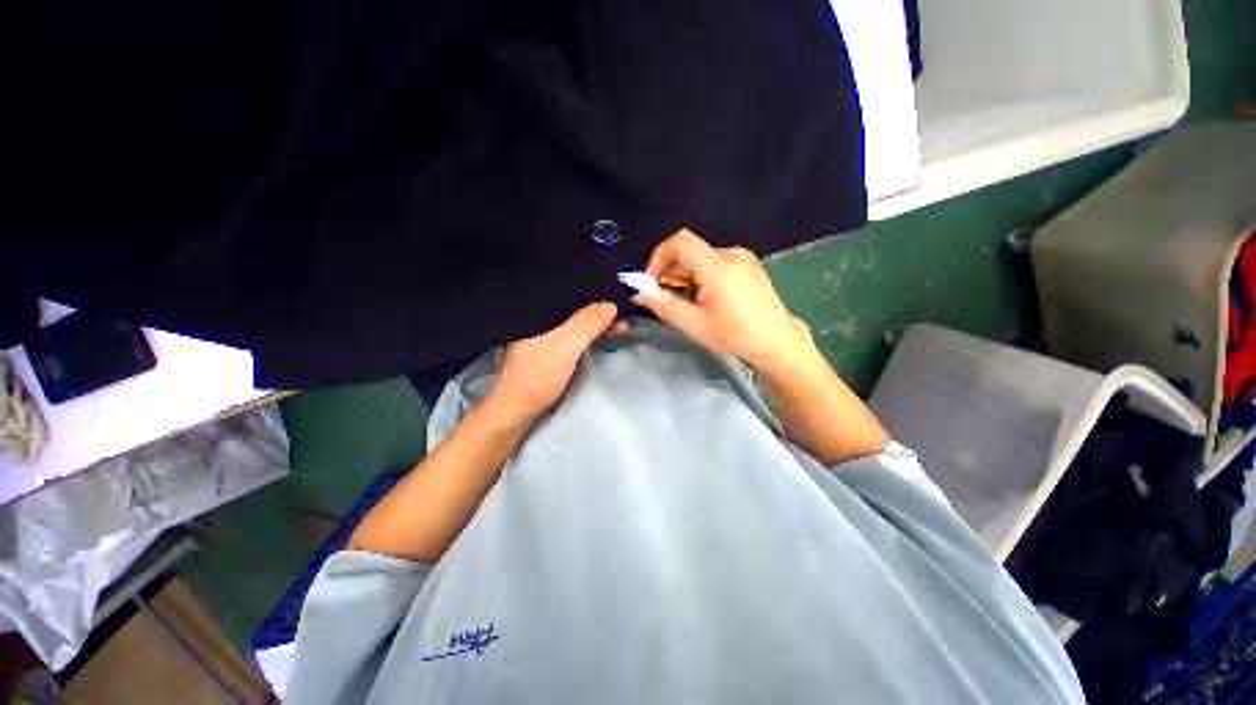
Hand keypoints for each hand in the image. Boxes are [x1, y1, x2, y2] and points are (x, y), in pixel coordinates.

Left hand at [488, 302, 621, 420]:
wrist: (519, 409)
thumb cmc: (537, 375)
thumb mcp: (565, 345)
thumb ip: (587, 322)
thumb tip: (610, 305)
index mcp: (537, 311)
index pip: (569, 292)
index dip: (593, 294)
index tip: (615, 301)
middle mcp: (541, 319)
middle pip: (574, 308)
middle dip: (599, 311)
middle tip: (621, 318)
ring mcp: (545, 334)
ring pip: (576, 322)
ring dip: (597, 324)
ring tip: (618, 328)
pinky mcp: (551, 348)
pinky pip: (574, 334)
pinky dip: (590, 334)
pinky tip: (602, 336)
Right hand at [633, 229, 815, 374]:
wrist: (777, 342)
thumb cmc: (735, 336)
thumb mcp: (695, 325)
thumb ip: (664, 306)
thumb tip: (640, 294)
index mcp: (719, 268)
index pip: (680, 242)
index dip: (659, 256)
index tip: (653, 281)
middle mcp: (731, 254)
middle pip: (690, 251)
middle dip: (671, 271)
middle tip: (666, 297)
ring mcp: (742, 257)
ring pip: (701, 257)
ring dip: (686, 275)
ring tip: (687, 301)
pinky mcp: (748, 263)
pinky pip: (715, 261)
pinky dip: (701, 275)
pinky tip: (705, 297)